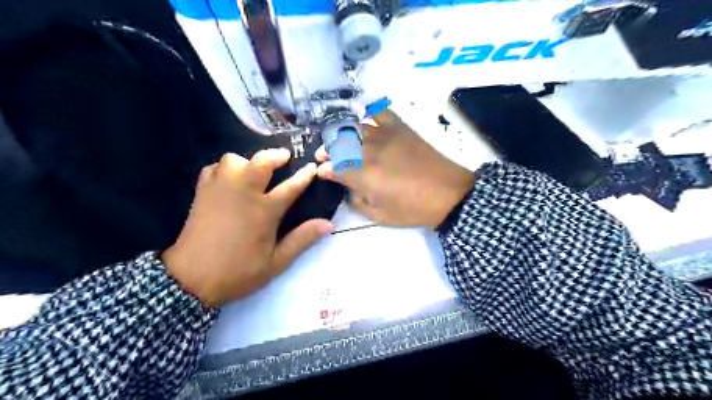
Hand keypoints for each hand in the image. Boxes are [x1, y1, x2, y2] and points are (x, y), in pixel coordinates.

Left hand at [162, 148, 335, 306]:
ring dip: (247, 161)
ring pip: (233, 159)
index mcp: (264, 211)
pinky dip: (224, 168)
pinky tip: (230, 179)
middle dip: (275, 155)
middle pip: (260, 162)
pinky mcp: (202, 193)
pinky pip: (214, 168)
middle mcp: (243, 193)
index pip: (290, 186)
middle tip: (284, 158)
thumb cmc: (238, 272)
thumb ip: (302, 240)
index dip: (304, 175)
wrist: (191, 280)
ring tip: (253, 171)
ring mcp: (220, 190)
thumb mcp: (276, 262)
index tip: (313, 167)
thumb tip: (328, 224)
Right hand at [315, 109, 470, 229]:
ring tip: (338, 139)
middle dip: (326, 149)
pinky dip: (370, 113)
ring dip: (340, 133)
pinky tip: (365, 120)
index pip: (334, 167)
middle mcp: (369, 152)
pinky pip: (381, 113)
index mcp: (364, 175)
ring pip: (354, 127)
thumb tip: (348, 189)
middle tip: (323, 154)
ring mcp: (386, 136)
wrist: (448, 194)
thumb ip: (358, 202)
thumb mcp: (381, 216)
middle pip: (339, 143)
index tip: (322, 172)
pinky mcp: (401, 128)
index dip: (324, 169)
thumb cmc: (413, 209)